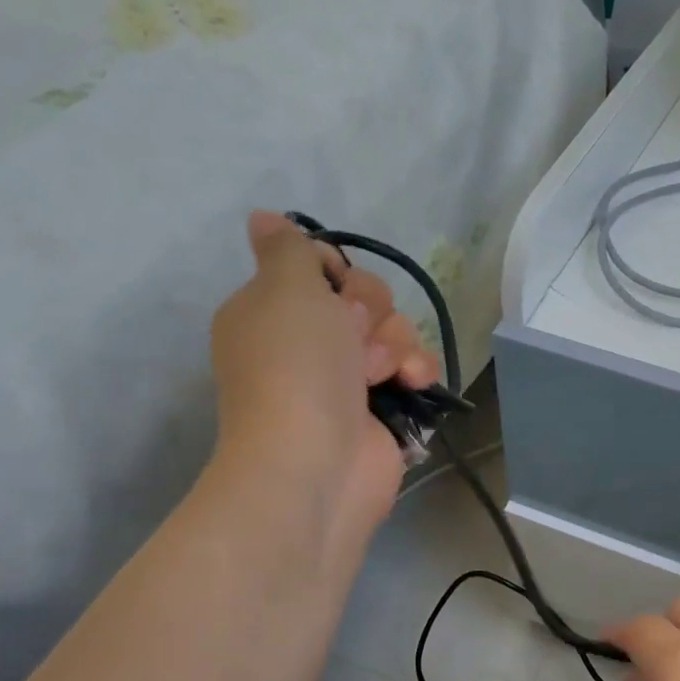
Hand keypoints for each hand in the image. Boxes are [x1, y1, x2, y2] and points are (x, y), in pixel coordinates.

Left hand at [209, 211, 439, 534]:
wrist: (316, 462)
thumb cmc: (295, 368)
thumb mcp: (285, 289)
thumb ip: (288, 249)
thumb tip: (263, 218)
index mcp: (272, 311)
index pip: (319, 267)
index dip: (336, 271)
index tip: (334, 288)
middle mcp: (308, 342)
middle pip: (364, 297)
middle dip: (369, 311)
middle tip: (354, 337)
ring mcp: (347, 378)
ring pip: (394, 331)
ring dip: (395, 344)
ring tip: (379, 373)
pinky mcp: (383, 408)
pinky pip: (413, 367)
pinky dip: (416, 370)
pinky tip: (411, 383)